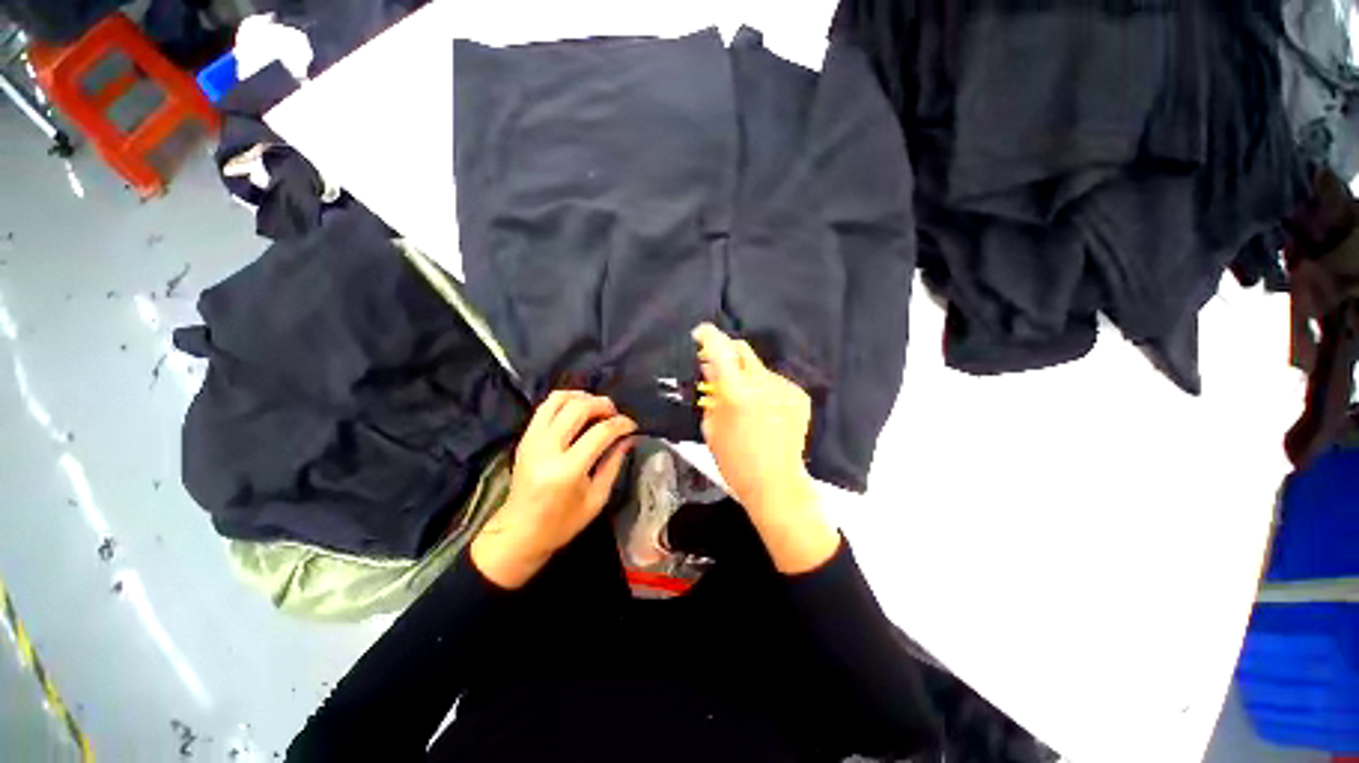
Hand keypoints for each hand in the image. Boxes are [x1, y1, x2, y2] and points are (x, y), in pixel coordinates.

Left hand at [471, 391, 635, 587]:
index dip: (621, 424)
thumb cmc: (562, 523)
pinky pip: (545, 406)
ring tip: (597, 408)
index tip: (632, 426)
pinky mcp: (525, 437)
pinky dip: (565, 401)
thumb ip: (613, 464)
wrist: (518, 532)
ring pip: (559, 399)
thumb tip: (628, 438)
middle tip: (616, 414)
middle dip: (604, 405)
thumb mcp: (597, 499)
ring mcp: (532, 440)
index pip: (600, 432)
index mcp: (567, 470)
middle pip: (579, 408)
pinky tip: (578, 410)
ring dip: (583, 397)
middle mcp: (547, 449)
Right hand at [693, 323, 837, 572]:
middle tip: (718, 367)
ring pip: (758, 368)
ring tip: (744, 400)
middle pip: (742, 349)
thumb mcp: (712, 427)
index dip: (708, 336)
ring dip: (746, 375)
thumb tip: (712, 369)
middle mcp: (762, 383)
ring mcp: (784, 388)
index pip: (720, 350)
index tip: (700, 333)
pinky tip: (763, 409)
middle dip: (727, 351)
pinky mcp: (798, 396)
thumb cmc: (735, 460)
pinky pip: (774, 382)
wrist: (776, 483)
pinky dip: (763, 388)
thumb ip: (712, 393)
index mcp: (736, 392)